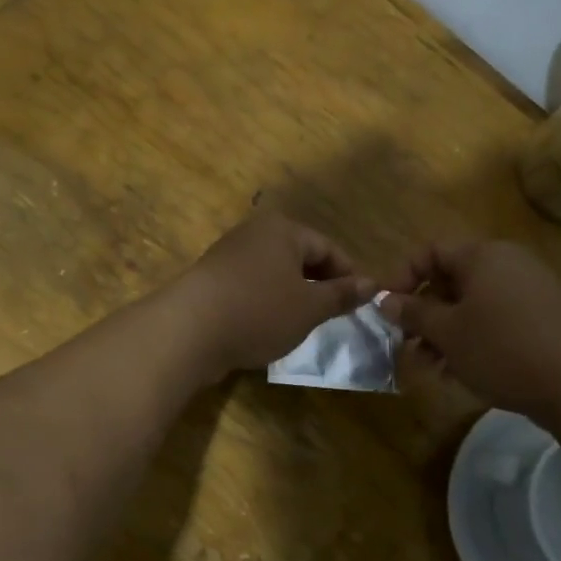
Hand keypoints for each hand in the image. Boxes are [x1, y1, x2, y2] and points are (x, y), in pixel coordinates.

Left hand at [174, 213, 374, 378]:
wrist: (188, 331)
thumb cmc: (259, 311)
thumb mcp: (310, 307)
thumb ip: (342, 294)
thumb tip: (373, 284)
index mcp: (283, 229)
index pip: (328, 248)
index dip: (349, 276)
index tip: (362, 304)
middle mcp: (254, 233)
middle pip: (300, 258)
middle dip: (320, 286)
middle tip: (334, 317)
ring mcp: (229, 256)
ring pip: (275, 274)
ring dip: (292, 297)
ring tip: (303, 325)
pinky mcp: (211, 281)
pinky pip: (251, 287)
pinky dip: (266, 304)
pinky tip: (269, 328)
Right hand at [380, 240, 560, 418]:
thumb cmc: (502, 348)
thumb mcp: (448, 333)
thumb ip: (414, 313)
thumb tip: (386, 300)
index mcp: (483, 255)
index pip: (431, 252)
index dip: (403, 278)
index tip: (387, 310)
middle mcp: (508, 263)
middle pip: (452, 281)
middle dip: (424, 314)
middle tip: (407, 346)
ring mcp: (531, 290)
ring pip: (474, 305)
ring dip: (446, 333)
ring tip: (431, 368)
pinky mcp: (545, 318)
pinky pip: (498, 320)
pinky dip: (475, 340)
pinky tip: (462, 373)